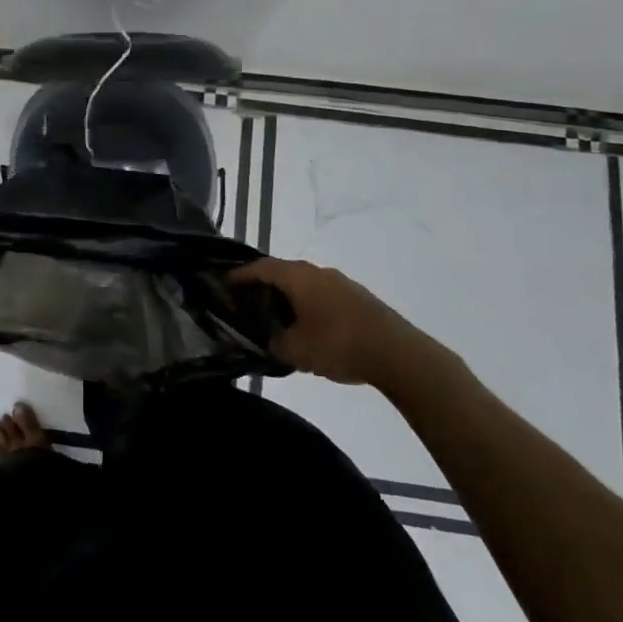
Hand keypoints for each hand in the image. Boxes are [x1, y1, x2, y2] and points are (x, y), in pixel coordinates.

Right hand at [228, 256, 432, 390]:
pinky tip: (307, 325)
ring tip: (276, 316)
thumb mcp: (296, 351)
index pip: (260, 267)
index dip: (240, 275)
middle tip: (247, 301)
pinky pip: (321, 293)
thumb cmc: (339, 345)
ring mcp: (340, 282)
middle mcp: (317, 271)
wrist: (398, 354)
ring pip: (303, 283)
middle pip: (282, 271)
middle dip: (262, 284)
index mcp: (297, 277)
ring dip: (287, 295)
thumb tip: (268, 338)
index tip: (224, 284)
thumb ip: (274, 342)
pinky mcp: (356, 296)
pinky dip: (307, 303)